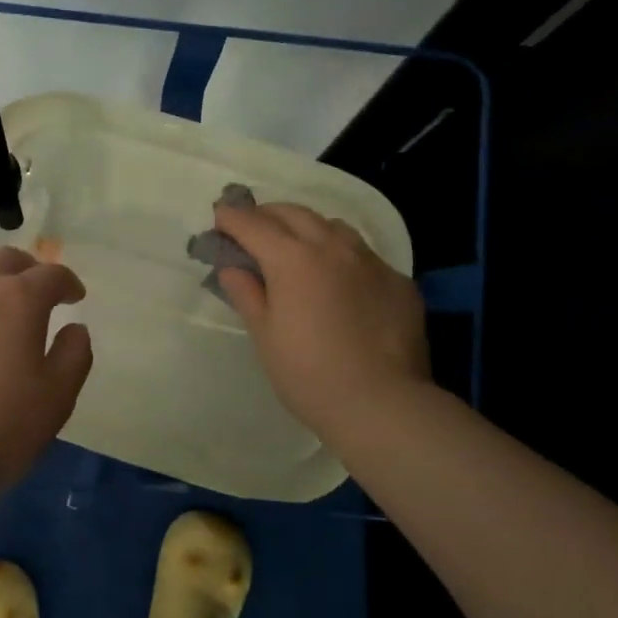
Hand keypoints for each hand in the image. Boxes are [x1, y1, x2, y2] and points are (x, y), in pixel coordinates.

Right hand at [211, 201, 430, 441]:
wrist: (382, 404)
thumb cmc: (309, 374)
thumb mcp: (265, 336)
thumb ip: (246, 294)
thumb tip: (231, 268)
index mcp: (293, 259)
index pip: (253, 224)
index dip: (231, 218)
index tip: (218, 218)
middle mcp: (333, 247)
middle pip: (294, 214)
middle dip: (267, 215)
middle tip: (251, 231)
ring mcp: (371, 261)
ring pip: (333, 227)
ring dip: (307, 229)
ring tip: (296, 249)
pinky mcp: (399, 281)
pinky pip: (363, 255)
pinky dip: (341, 257)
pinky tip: (339, 284)